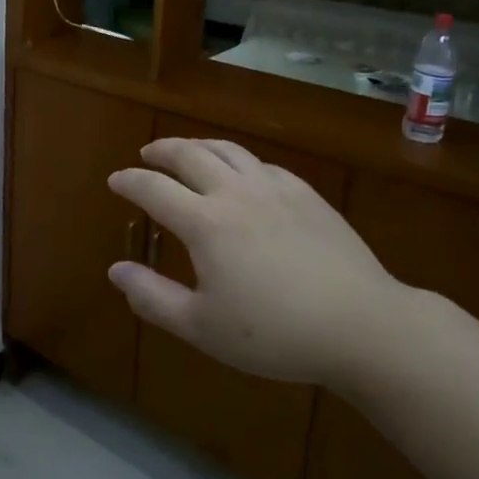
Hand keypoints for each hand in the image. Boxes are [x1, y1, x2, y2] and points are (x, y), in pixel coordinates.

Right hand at [107, 139, 409, 389]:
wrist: (363, 326)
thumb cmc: (275, 332)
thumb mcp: (202, 327)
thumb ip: (153, 297)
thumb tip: (116, 270)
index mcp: (205, 222)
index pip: (154, 189)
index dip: (130, 181)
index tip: (115, 180)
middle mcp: (235, 193)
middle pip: (190, 155)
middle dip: (162, 151)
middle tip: (147, 154)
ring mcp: (274, 189)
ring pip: (228, 150)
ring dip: (199, 145)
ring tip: (188, 151)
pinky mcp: (306, 194)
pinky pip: (262, 164)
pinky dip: (239, 162)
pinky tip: (243, 174)